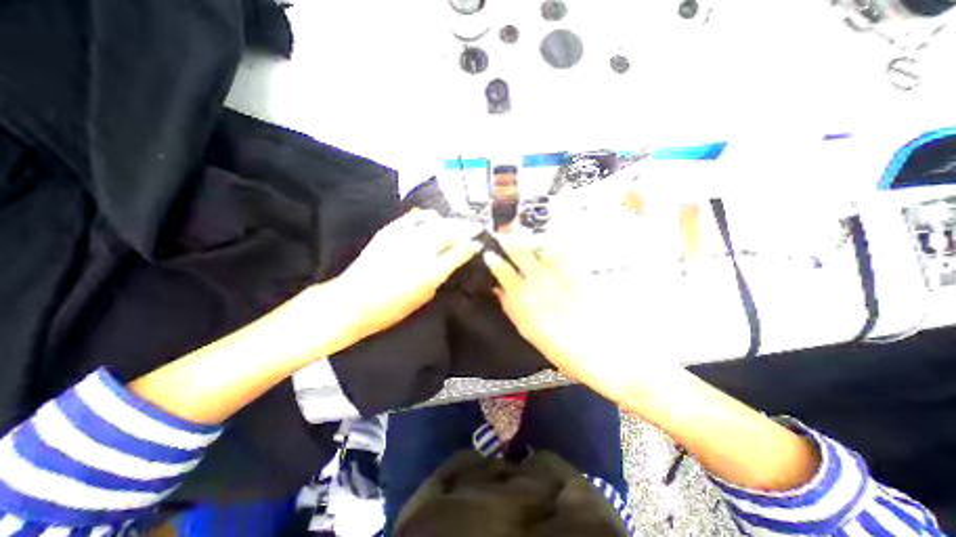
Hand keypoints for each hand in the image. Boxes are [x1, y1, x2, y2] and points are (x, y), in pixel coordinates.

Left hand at [331, 210, 481, 348]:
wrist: (352, 302)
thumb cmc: (390, 309)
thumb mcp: (423, 298)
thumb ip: (440, 278)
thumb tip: (450, 265)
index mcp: (432, 271)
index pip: (460, 251)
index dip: (472, 246)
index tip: (478, 244)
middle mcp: (422, 249)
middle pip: (451, 231)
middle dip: (466, 228)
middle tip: (475, 227)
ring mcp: (405, 236)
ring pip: (435, 221)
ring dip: (449, 221)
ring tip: (455, 222)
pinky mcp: (390, 231)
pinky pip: (413, 217)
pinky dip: (426, 216)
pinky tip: (430, 219)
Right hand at [486, 238, 649, 401]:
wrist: (606, 355)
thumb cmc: (565, 351)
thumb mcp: (531, 334)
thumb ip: (512, 310)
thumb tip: (499, 290)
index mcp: (527, 302)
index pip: (506, 275)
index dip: (496, 263)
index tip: (489, 254)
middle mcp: (542, 286)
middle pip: (523, 257)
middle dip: (512, 243)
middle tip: (504, 236)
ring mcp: (562, 279)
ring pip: (542, 251)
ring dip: (532, 241)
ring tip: (525, 236)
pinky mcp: (581, 276)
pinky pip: (565, 255)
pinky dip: (555, 246)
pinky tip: (551, 243)